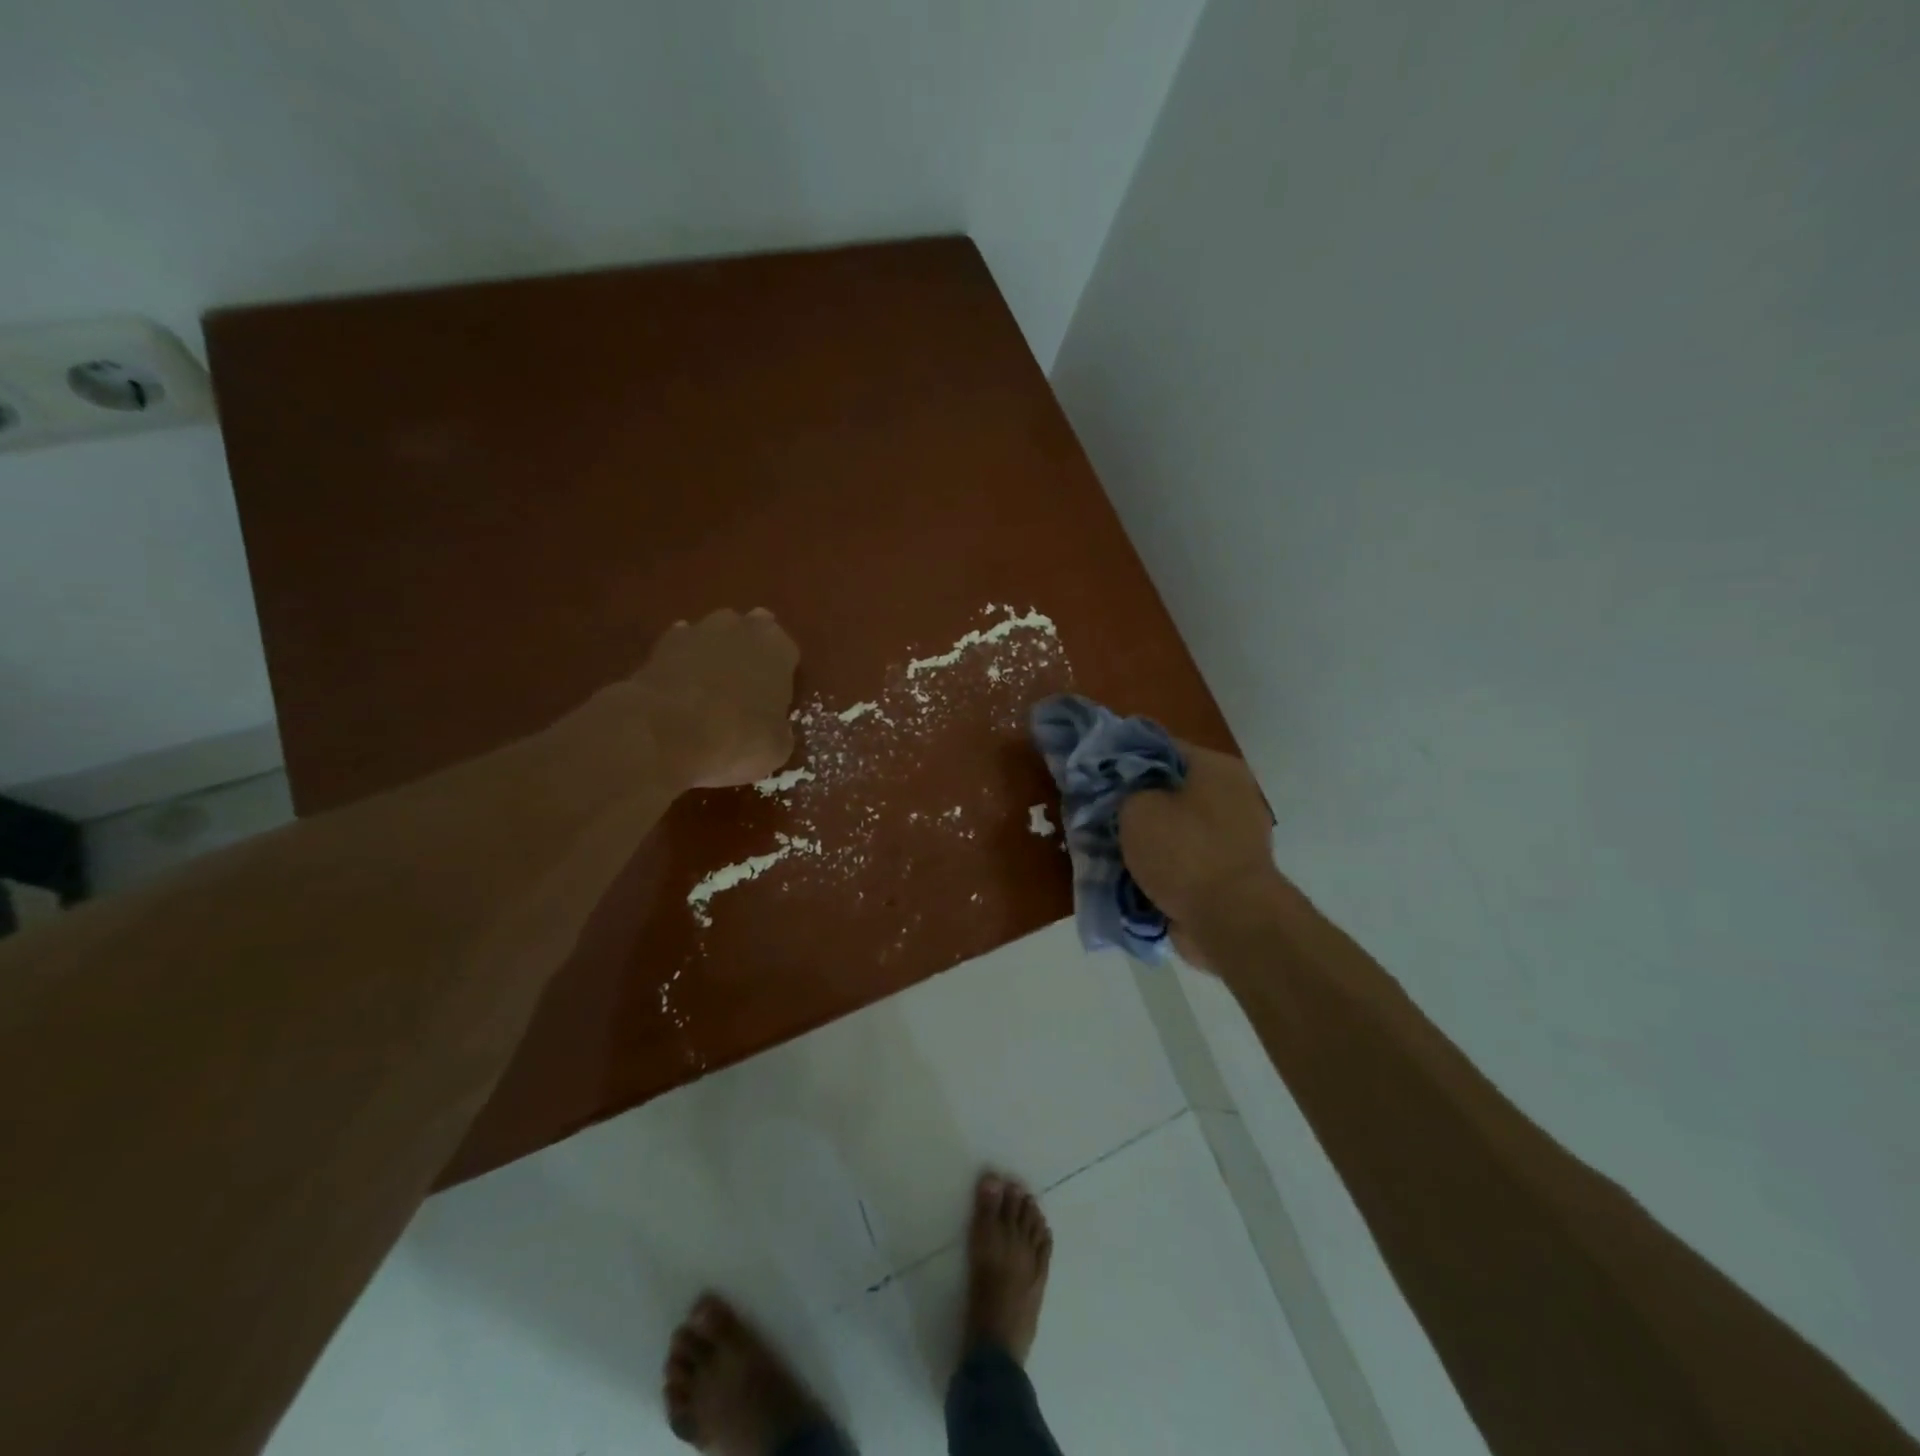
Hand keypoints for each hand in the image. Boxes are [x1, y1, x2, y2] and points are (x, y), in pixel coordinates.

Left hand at [631, 609, 799, 788]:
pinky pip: (678, 649)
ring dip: (712, 655)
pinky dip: (680, 665)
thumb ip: (779, 728)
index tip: (773, 699)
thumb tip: (772, 729)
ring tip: (707, 691)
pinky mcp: (660, 644)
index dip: (780, 676)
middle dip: (747, 653)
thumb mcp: (777, 747)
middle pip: (749, 633)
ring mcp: (698, 631)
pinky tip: (678, 691)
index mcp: (778, 649)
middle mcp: (741, 629)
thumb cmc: (739, 738)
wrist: (668, 732)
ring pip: (712, 637)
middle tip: (742, 689)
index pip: (786, 653)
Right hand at [1119, 744, 1278, 966]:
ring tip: (1108, 850)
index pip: (1159, 748)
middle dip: (1133, 804)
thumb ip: (1123, 793)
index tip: (1094, 774)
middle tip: (1098, 815)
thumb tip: (1125, 797)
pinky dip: (1162, 867)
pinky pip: (1185, 861)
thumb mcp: (1135, 808)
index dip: (1122, 759)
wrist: (1230, 920)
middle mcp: (1232, 795)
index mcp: (1215, 767)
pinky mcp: (1230, 874)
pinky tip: (1131, 876)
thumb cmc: (1183, 851)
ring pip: (1175, 828)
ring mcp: (1235, 837)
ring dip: (1146, 839)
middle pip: (1169, 790)